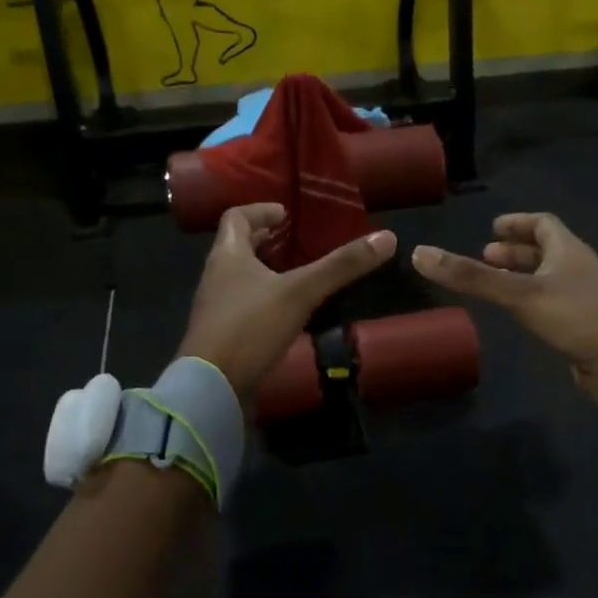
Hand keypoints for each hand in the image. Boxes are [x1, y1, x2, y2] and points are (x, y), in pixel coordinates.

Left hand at [178, 204, 396, 402]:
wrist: (210, 387)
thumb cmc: (250, 327)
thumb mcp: (301, 293)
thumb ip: (341, 266)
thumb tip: (387, 238)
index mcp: (227, 255)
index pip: (236, 217)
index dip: (260, 210)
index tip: (286, 213)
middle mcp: (216, 275)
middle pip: (236, 246)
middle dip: (264, 239)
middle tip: (294, 240)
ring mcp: (216, 307)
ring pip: (239, 276)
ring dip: (264, 269)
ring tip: (296, 273)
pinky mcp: (221, 334)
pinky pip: (243, 304)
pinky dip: (264, 298)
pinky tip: (286, 311)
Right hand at [413, 213, 597, 399]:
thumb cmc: (575, 314)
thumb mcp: (519, 292)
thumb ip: (471, 277)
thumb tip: (420, 254)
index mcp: (568, 250)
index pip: (543, 224)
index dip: (517, 223)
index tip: (493, 228)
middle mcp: (578, 269)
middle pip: (546, 251)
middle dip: (515, 252)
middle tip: (486, 256)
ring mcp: (584, 298)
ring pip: (549, 279)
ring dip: (523, 277)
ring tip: (496, 285)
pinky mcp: (585, 326)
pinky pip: (554, 304)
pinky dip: (532, 301)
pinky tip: (519, 314)